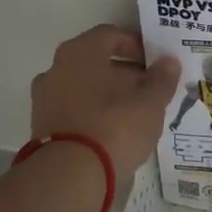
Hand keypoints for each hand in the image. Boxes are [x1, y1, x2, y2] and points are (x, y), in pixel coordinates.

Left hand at [30, 25, 180, 180]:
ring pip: (83, 86)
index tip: (156, 62)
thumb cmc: (114, 127)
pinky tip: (114, 131)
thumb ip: (161, 80)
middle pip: (95, 61)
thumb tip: (168, 62)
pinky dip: (93, 113)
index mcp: (80, 52)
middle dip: (124, 72)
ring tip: (135, 113)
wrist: (69, 176)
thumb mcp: (150, 104)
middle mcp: (56, 68)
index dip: (136, 45)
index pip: (110, 35)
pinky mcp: (42, 126)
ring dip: (108, 94)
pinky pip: (74, 109)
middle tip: (150, 89)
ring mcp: (45, 98)